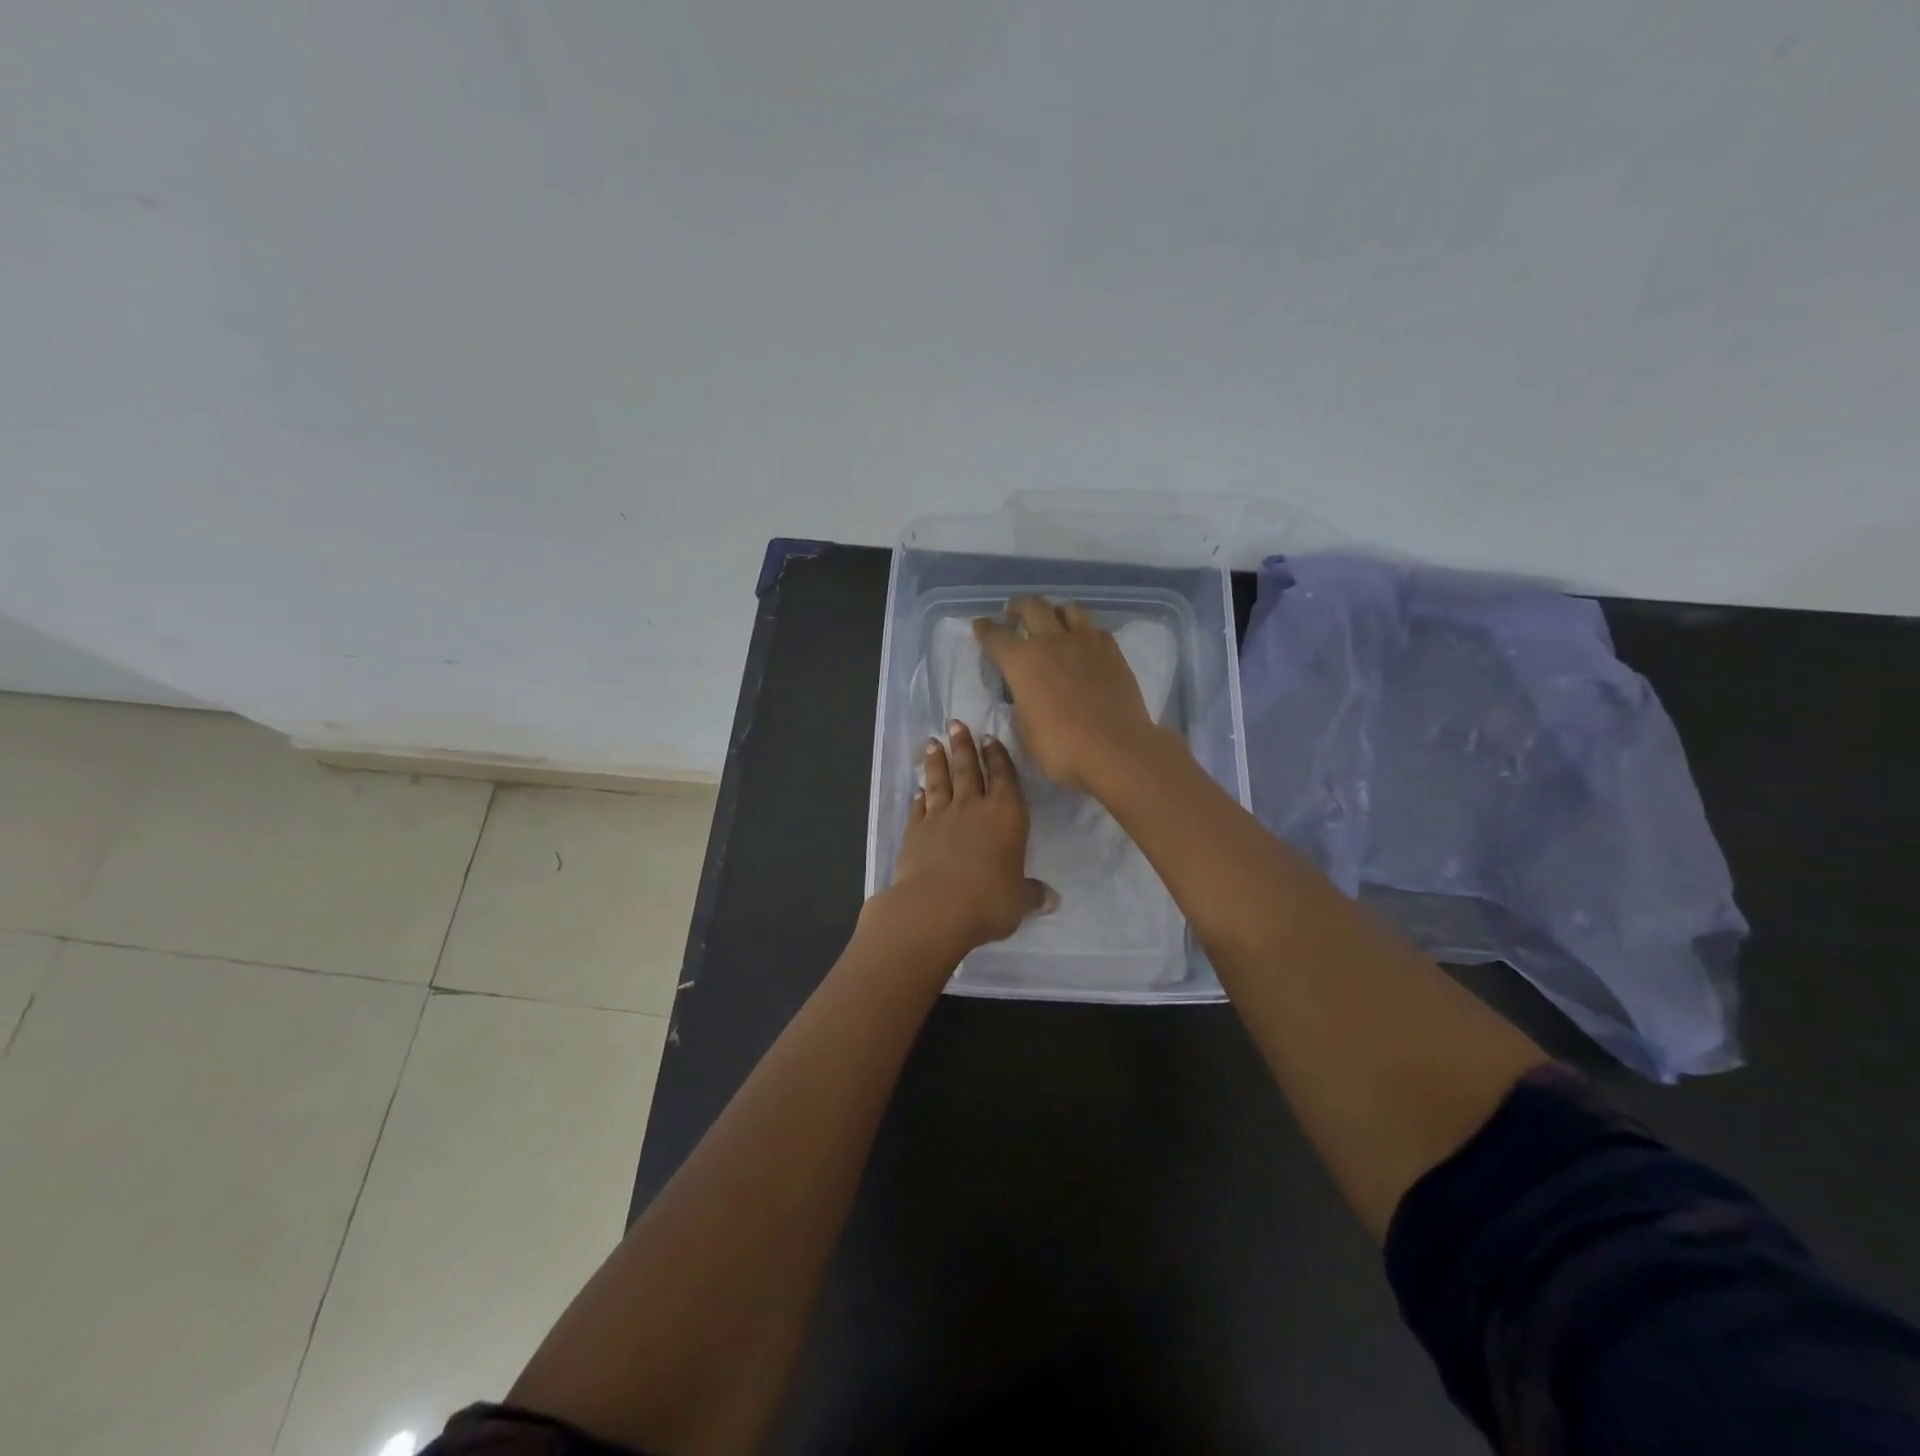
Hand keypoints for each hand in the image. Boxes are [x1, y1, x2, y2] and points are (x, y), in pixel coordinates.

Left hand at [881, 720, 1053, 950]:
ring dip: (936, 761)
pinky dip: (918, 797)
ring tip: (932, 742)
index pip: (1004, 778)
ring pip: (939, 781)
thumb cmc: (989, 900)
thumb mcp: (1018, 901)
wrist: (936, 907)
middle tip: (955, 723)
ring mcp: (940, 817)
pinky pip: (918, 808)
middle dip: (963, 746)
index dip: (998, 757)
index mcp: (1006, 816)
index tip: (989, 738)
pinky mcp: (914, 832)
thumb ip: (1031, 894)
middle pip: (968, 769)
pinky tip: (917, 790)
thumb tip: (1051, 899)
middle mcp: (973, 808)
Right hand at [973, 596, 1169, 792]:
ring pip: (1068, 609)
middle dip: (1018, 606)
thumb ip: (1020, 703)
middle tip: (1013, 613)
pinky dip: (1083, 630)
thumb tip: (1024, 692)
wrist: (1115, 750)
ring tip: (1052, 620)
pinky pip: (1095, 628)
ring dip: (1054, 611)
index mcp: (1022, 661)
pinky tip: (1083, 642)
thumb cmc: (1061, 747)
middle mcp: (1051, 641)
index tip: (980, 625)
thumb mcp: (1025, 730)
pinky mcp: (1113, 652)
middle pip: (1032, 606)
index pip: (996, 636)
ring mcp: (1086, 642)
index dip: (985, 630)